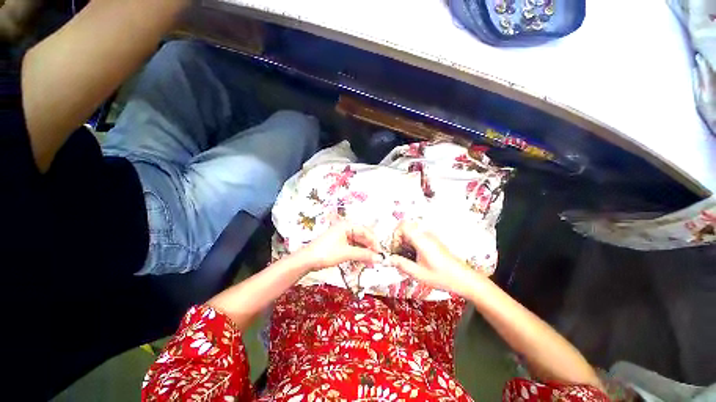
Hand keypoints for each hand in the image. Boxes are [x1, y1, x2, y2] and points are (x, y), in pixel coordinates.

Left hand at [297, 222, 381, 270]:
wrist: (306, 260)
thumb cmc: (326, 253)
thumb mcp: (346, 253)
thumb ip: (363, 254)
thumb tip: (379, 258)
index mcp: (347, 225)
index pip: (365, 231)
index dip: (374, 241)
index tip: (380, 252)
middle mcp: (346, 228)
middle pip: (362, 236)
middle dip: (370, 247)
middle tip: (377, 258)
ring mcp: (342, 236)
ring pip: (358, 243)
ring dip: (365, 252)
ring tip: (371, 263)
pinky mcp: (339, 244)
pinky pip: (353, 247)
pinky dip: (358, 254)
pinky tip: (362, 262)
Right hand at [388, 220, 477, 296]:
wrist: (463, 278)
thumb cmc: (443, 277)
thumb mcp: (418, 274)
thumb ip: (401, 264)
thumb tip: (389, 259)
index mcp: (422, 240)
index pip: (403, 225)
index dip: (394, 234)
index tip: (394, 247)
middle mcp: (425, 235)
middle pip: (405, 228)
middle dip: (398, 240)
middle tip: (397, 254)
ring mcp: (429, 237)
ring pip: (410, 233)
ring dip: (404, 243)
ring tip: (405, 258)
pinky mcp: (432, 241)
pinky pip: (417, 237)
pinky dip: (411, 244)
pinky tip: (413, 258)